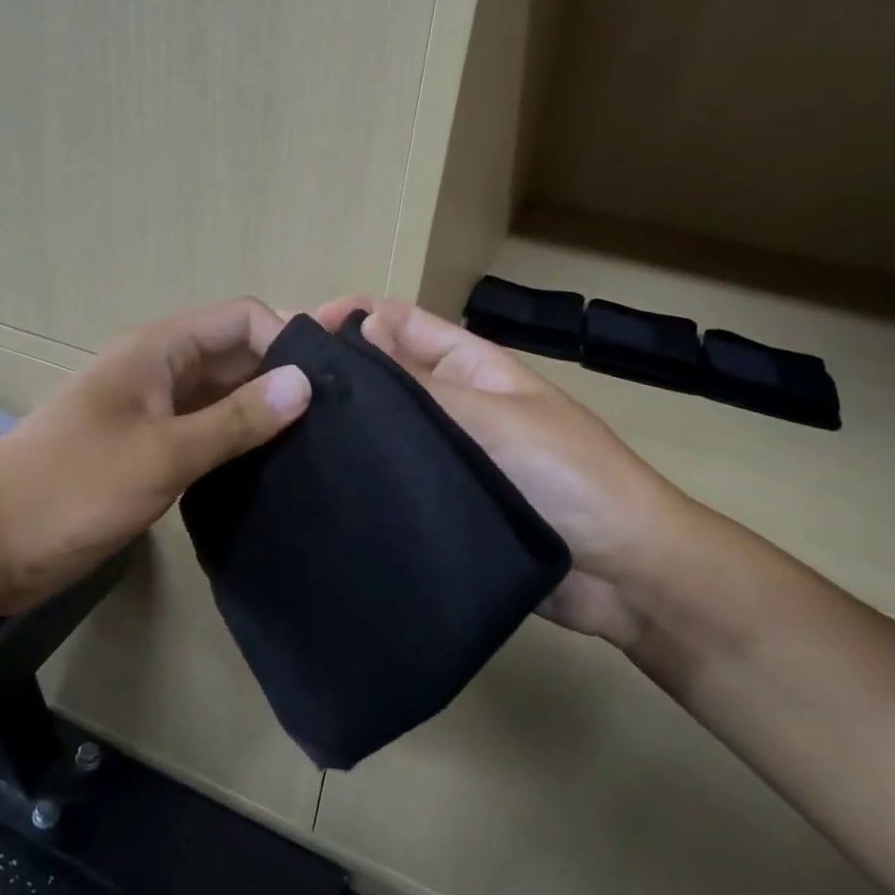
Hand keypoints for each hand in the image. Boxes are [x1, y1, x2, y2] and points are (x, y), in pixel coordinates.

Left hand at [0, 298, 310, 617]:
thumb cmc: (69, 489)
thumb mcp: (160, 454)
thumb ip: (234, 420)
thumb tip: (304, 383)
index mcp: (158, 352)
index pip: (241, 320)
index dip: (286, 340)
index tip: (331, 384)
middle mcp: (161, 373)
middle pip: (236, 356)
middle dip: (284, 375)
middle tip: (343, 414)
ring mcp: (154, 416)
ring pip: (224, 398)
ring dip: (265, 412)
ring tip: (323, 442)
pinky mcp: (149, 454)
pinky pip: (207, 435)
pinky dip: (240, 444)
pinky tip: (276, 467)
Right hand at [315, 296, 694, 646]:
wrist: (622, 573)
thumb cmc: (565, 475)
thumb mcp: (493, 415)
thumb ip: (422, 381)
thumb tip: (357, 331)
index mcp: (470, 367)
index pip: (400, 325)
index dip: (351, 320)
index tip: (297, 339)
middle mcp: (451, 407)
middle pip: (385, 378)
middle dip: (337, 376)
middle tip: (272, 394)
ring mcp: (445, 459)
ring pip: (384, 434)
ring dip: (343, 432)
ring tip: (280, 440)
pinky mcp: (440, 508)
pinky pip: (394, 483)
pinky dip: (361, 480)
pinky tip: (316, 489)